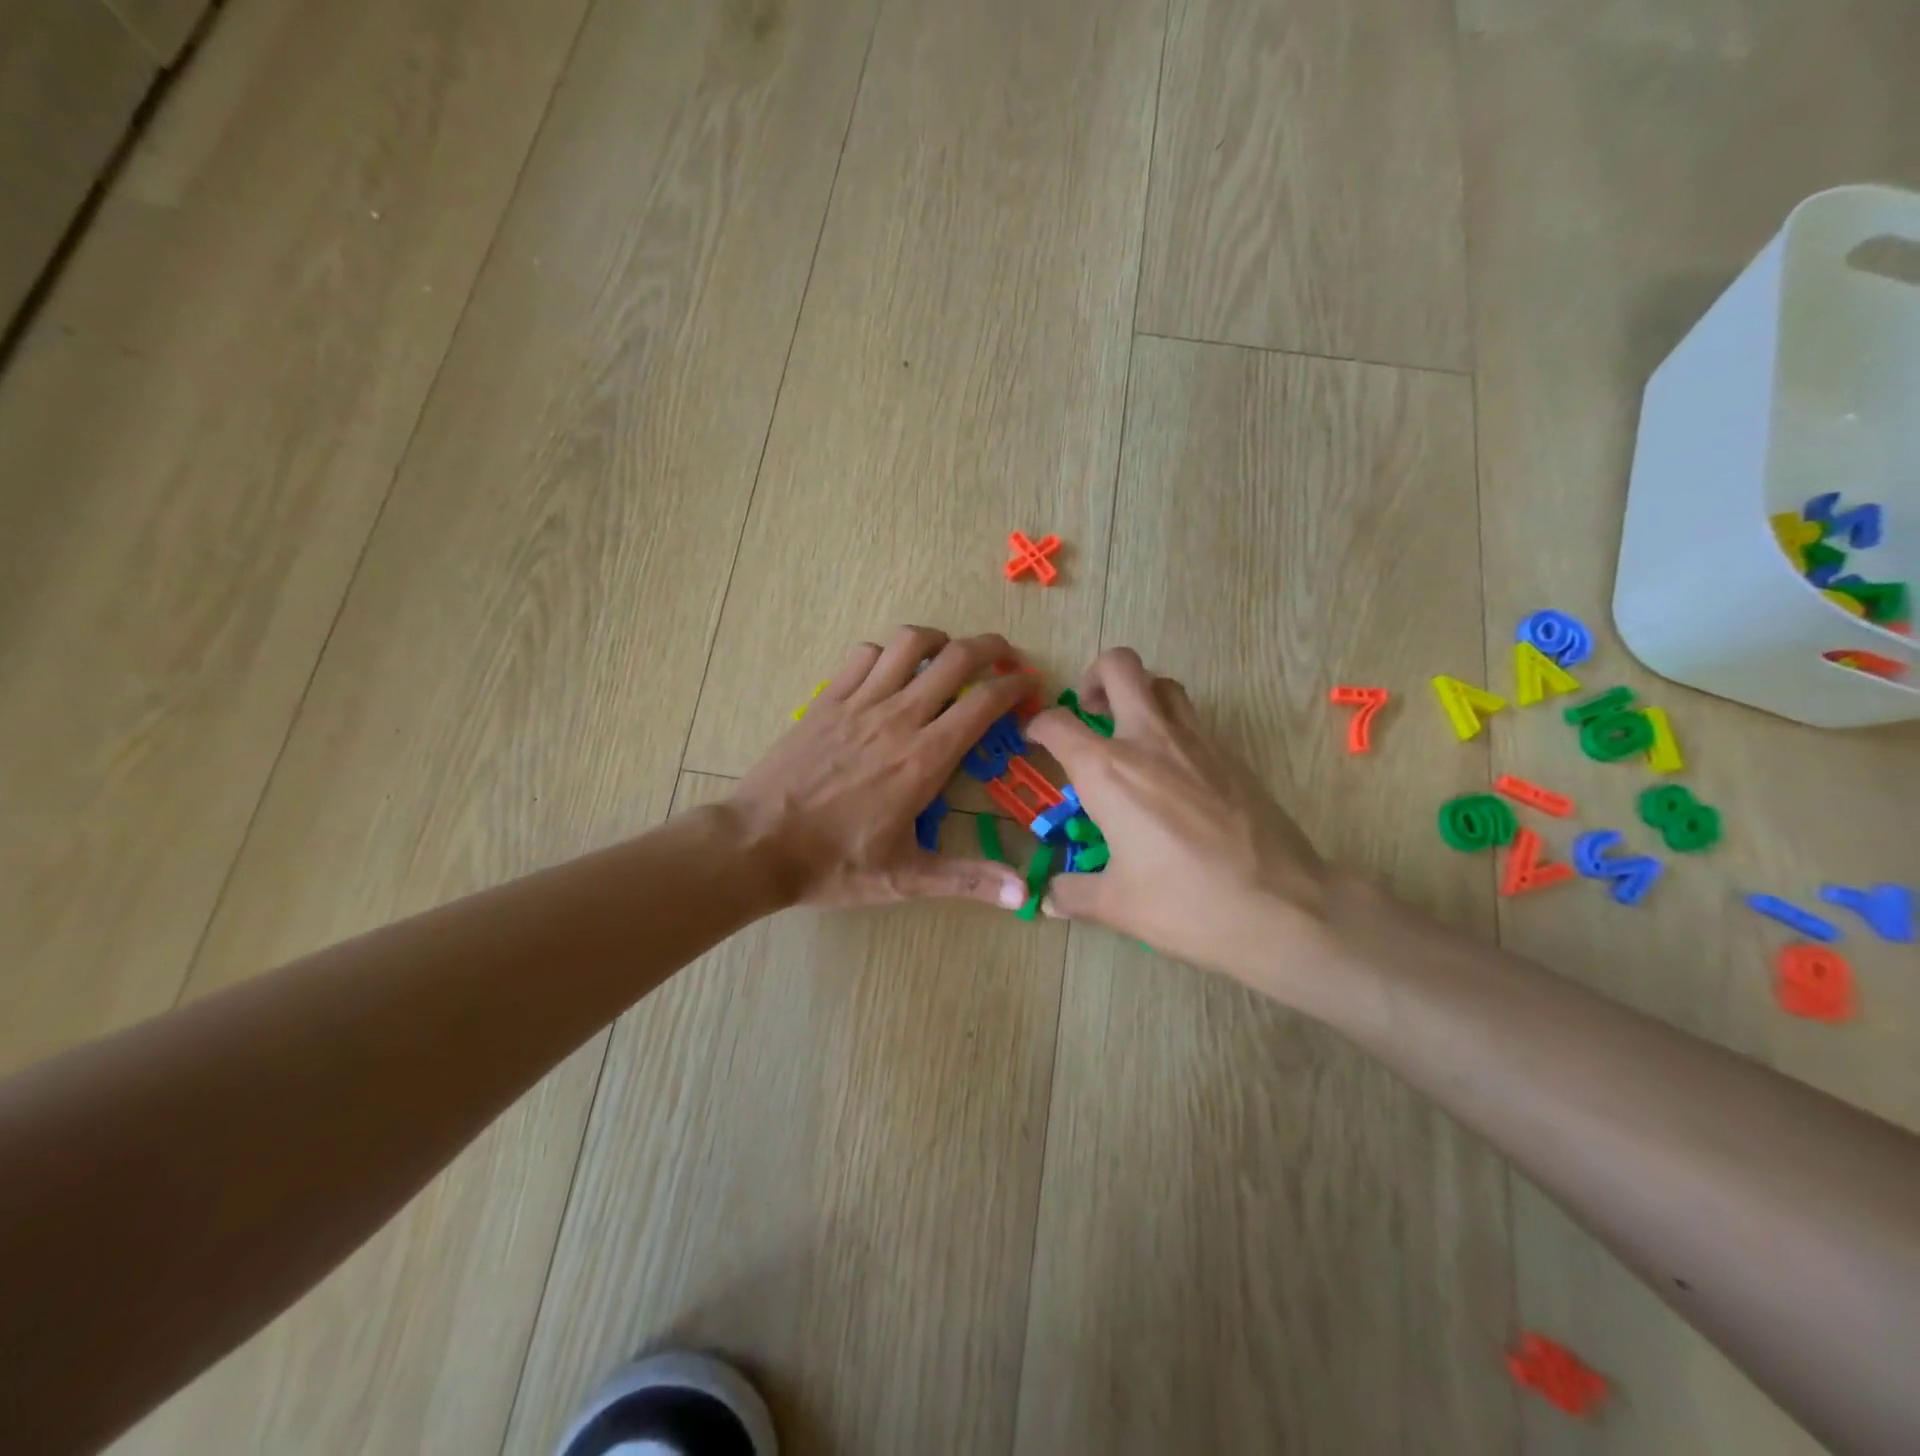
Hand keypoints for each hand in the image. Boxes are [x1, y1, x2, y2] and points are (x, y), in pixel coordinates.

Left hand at [729, 627, 1031, 910]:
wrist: (758, 844)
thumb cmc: (835, 863)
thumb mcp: (906, 878)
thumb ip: (968, 880)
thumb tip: (1024, 895)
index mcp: (925, 758)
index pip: (983, 704)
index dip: (1014, 687)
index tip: (1030, 684)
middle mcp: (898, 718)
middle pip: (954, 658)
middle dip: (989, 648)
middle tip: (1004, 657)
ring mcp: (858, 703)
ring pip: (907, 643)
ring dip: (938, 640)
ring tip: (948, 655)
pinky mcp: (826, 701)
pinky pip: (863, 655)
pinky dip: (887, 652)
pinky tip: (890, 671)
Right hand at [1023, 649, 1333, 986]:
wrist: (1283, 906)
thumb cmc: (1187, 903)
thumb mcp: (1118, 905)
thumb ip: (1073, 893)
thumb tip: (1048, 899)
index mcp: (1108, 771)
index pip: (1058, 724)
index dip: (1038, 725)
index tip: (1035, 739)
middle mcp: (1149, 739)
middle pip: (1120, 666)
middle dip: (1095, 676)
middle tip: (1089, 711)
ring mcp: (1197, 741)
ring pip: (1163, 683)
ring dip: (1139, 693)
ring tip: (1130, 731)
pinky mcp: (1232, 754)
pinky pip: (1193, 717)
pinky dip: (1172, 724)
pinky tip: (1172, 770)